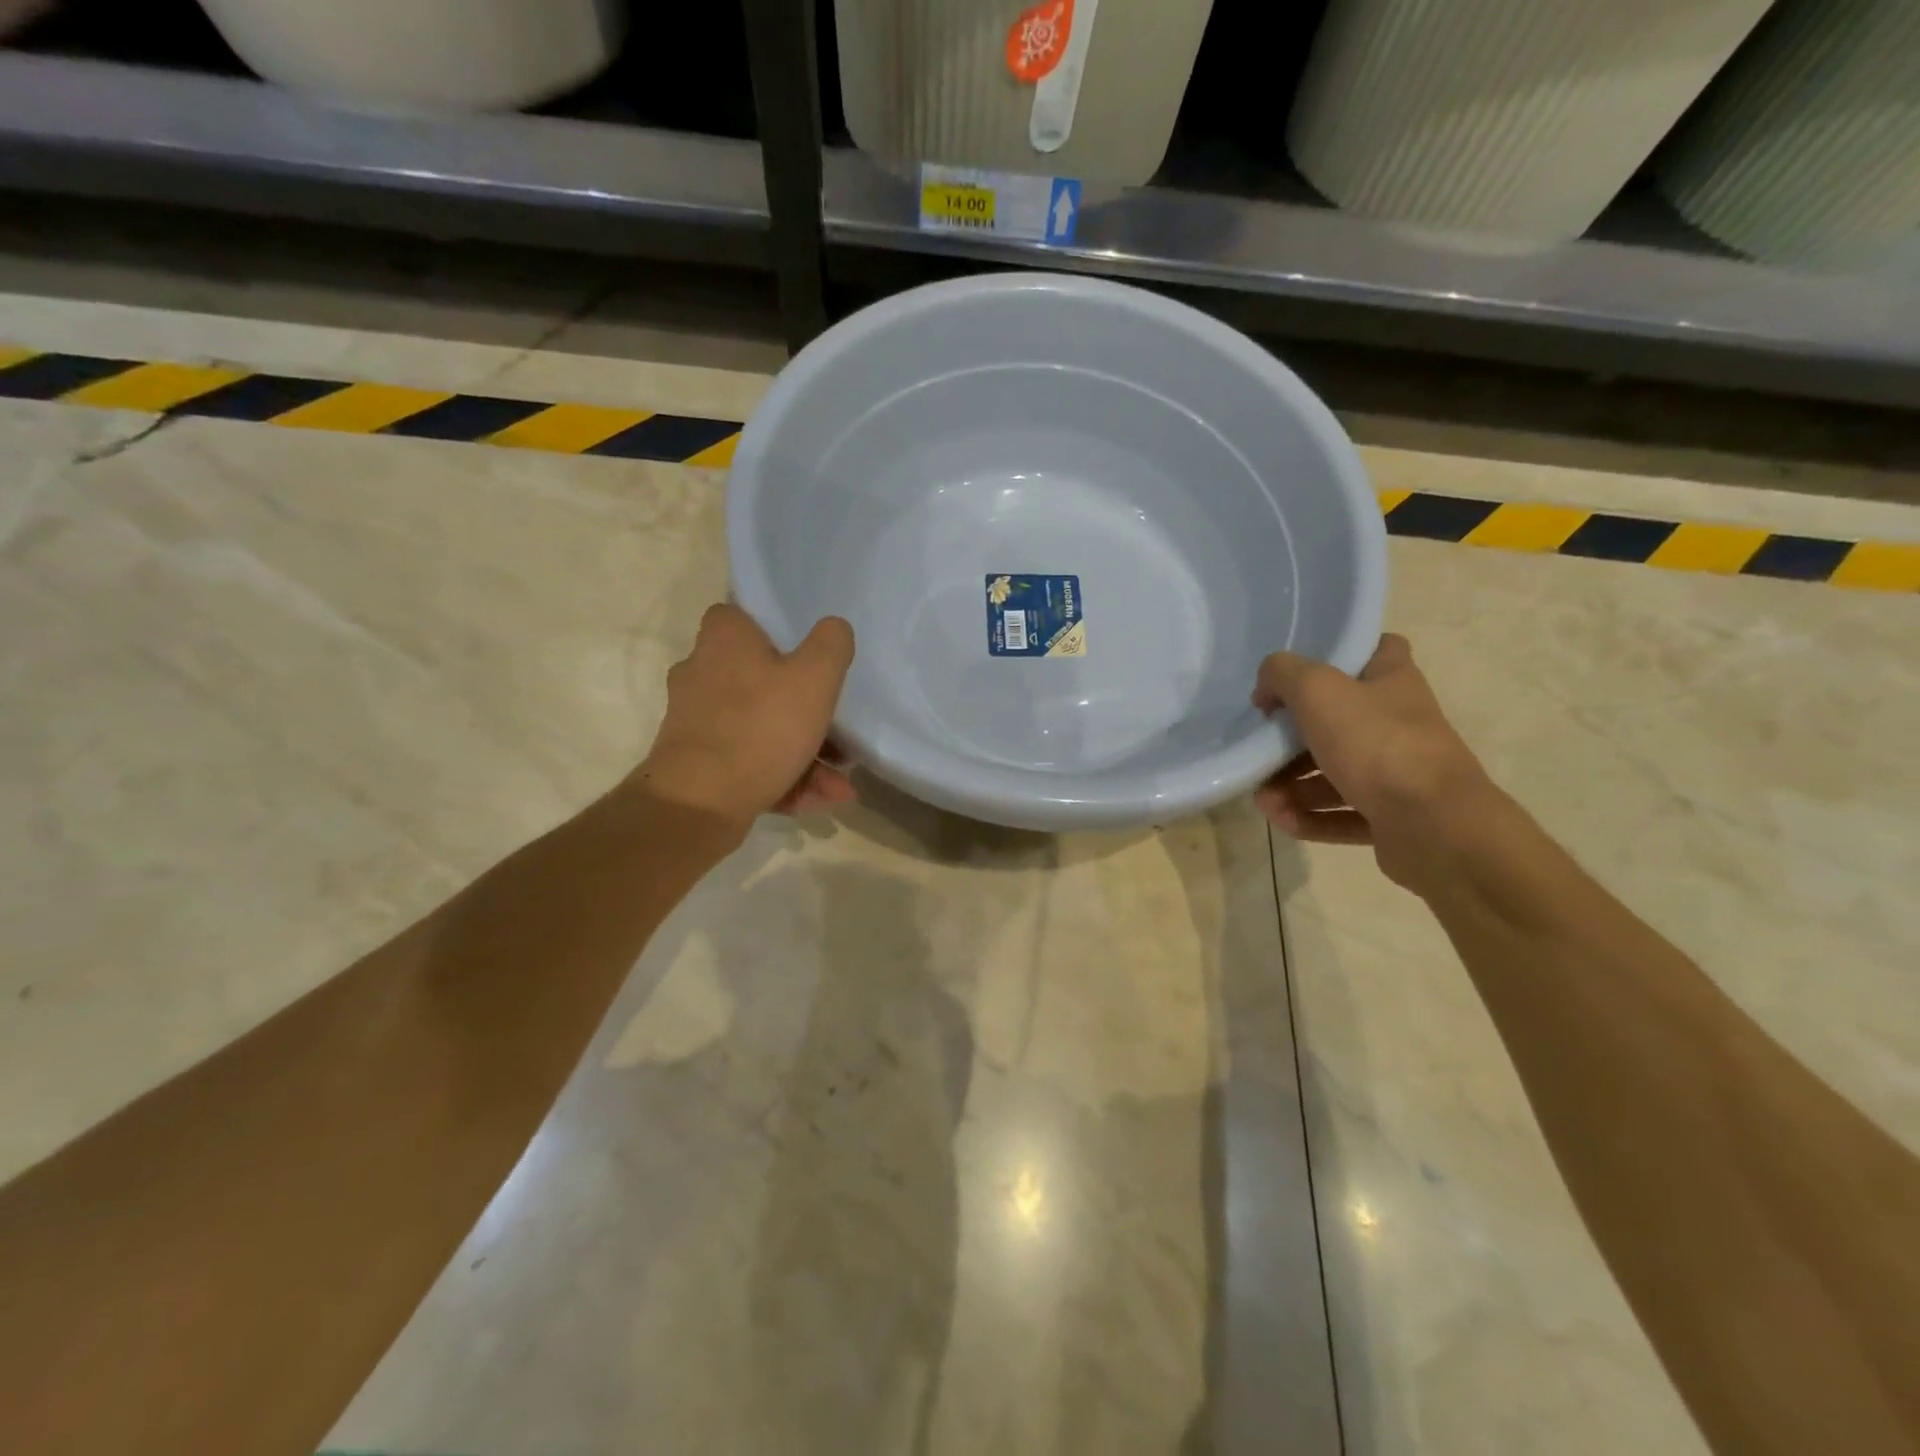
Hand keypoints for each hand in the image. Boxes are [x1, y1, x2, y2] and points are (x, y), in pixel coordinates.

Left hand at [635, 604, 856, 828]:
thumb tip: (834, 628)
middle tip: (838, 733)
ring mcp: (696, 721)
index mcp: (724, 640)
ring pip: (759, 727)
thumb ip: (831, 645)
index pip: (742, 616)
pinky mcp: (696, 761)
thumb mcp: (815, 678)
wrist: (699, 803)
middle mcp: (701, 673)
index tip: (806, 656)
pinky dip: (782, 778)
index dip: (775, 632)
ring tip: (838, 784)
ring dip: (804, 754)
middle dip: (805, 711)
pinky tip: (818, 800)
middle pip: (760, 680)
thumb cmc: (761, 727)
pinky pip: (748, 761)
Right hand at [1252, 634, 1493, 888]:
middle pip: (1338, 722)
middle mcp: (1399, 725)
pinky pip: (1342, 814)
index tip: (1301, 673)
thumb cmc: (1376, 743)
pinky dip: (1310, 817)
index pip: (1378, 651)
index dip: (1341, 655)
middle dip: (1292, 740)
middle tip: (1262, 747)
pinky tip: (1281, 820)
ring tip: (1264, 799)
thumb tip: (1266, 690)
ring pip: (1335, 773)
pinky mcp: (1392, 818)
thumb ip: (1282, 674)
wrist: (1434, 825)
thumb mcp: (1317, 690)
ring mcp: (1398, 775)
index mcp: (1393, 683)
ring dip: (1292, 786)